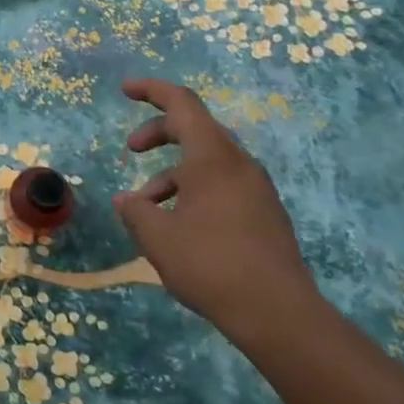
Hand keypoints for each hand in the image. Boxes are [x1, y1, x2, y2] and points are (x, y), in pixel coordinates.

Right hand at [112, 78, 324, 340]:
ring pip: (208, 161)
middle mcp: (238, 165)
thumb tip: (128, 201)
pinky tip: (177, 225)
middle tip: (131, 149)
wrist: (278, 313)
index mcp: (213, 158)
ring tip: (147, 206)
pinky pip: (222, 184)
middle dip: (158, 133)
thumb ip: (136, 211)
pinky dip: (193, 189)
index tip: (125, 90)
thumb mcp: (157, 237)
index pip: (182, 104)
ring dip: (172, 171)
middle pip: (195, 129)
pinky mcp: (263, 213)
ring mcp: (255, 189)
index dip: (152, 90)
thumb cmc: (210, 264)